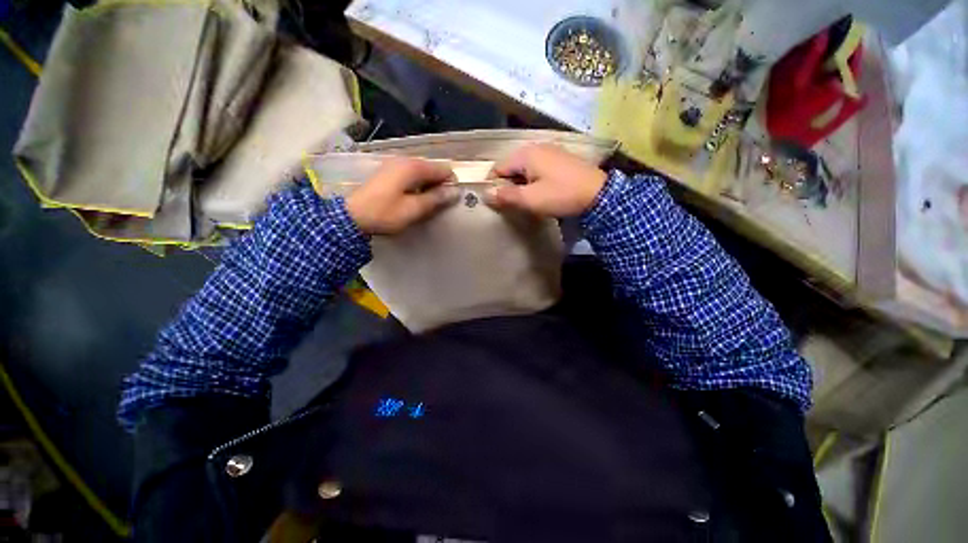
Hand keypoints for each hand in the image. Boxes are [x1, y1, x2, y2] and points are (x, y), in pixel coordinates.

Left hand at [346, 157, 459, 234]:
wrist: (352, 216)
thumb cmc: (385, 213)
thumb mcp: (414, 209)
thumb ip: (436, 199)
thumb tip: (455, 192)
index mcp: (413, 167)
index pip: (443, 169)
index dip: (450, 184)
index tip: (450, 201)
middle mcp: (405, 160)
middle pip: (432, 169)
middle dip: (440, 185)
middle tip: (439, 205)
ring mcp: (395, 165)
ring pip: (422, 173)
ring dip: (429, 186)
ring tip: (428, 204)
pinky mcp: (388, 172)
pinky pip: (411, 175)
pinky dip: (418, 185)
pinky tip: (414, 199)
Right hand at [484, 143, 606, 217]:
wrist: (598, 194)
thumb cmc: (561, 195)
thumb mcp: (530, 199)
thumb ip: (506, 196)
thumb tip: (486, 194)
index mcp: (525, 154)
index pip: (498, 168)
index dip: (494, 185)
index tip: (497, 202)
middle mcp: (536, 147)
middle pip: (511, 167)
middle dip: (508, 185)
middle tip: (513, 203)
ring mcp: (550, 151)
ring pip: (524, 168)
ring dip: (521, 184)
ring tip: (527, 200)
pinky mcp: (560, 159)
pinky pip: (538, 168)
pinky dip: (533, 180)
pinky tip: (541, 192)